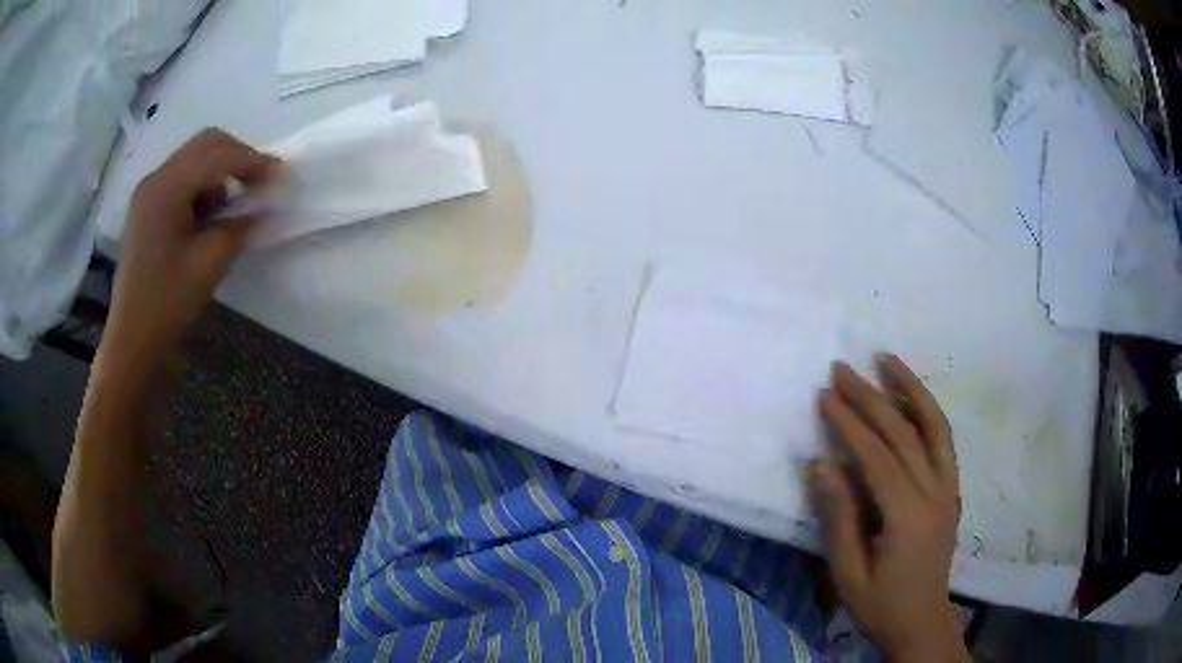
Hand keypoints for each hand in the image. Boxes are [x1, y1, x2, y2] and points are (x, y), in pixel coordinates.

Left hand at [106, 129, 278, 363]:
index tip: (282, 176)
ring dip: (221, 172)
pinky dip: (204, 187)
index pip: (218, 156)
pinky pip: (183, 179)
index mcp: (166, 189)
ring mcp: (149, 193)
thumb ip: (240, 225)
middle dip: (238, 157)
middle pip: (206, 144)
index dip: (254, 161)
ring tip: (233, 206)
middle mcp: (156, 179)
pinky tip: (210, 216)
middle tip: (261, 184)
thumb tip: (266, 204)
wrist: (133, 343)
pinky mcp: (148, 208)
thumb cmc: (167, 306)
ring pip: (195, 158)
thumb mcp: (209, 264)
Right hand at [812, 355, 966, 661]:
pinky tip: (911, 396)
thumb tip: (820, 466)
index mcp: (907, 518)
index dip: (850, 424)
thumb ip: (838, 518)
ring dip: (909, 389)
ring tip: (886, 359)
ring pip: (933, 427)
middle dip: (870, 398)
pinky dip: (928, 411)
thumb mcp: (848, 573)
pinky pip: (943, 441)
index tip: (825, 395)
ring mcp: (949, 488)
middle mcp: (935, 494)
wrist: (922, 621)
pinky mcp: (953, 489)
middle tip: (842, 370)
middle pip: (903, 434)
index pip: (877, 458)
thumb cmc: (880, 603)